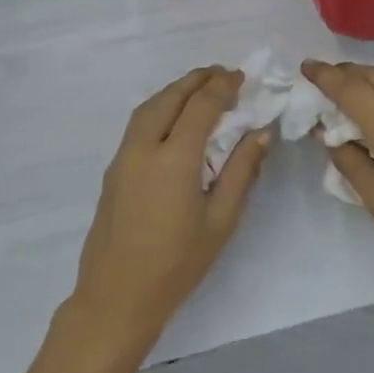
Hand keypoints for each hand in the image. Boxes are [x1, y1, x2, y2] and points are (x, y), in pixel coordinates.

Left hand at [69, 67, 269, 348]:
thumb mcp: (221, 220)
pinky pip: (138, 124)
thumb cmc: (177, 264)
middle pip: (169, 97)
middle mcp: (143, 148)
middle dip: (197, 80)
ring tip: (200, 89)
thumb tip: (260, 133)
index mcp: (174, 159)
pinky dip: (160, 108)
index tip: (242, 78)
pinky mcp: (113, 170)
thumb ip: (242, 171)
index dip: (222, 87)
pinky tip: (175, 119)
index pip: (201, 106)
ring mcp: (122, 158)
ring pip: (148, 107)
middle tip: (223, 74)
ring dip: (175, 91)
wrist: (116, 297)